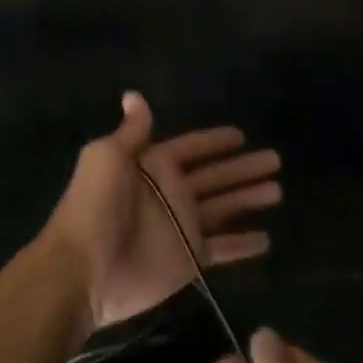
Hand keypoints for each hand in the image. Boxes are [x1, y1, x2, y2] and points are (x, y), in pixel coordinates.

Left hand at [42, 92, 280, 336]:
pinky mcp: (188, 259)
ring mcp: (181, 227)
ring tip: (278, 190)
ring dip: (248, 199)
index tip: (241, 135)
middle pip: (215, 177)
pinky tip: (267, 240)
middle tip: (275, 160)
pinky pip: (222, 249)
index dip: (214, 142)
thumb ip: (131, 131)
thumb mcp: (107, 157)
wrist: (84, 267)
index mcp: (153, 165)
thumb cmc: (95, 206)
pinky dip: (242, 245)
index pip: (192, 148)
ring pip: (223, 208)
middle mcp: (170, 193)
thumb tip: (134, 95)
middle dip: (242, 169)